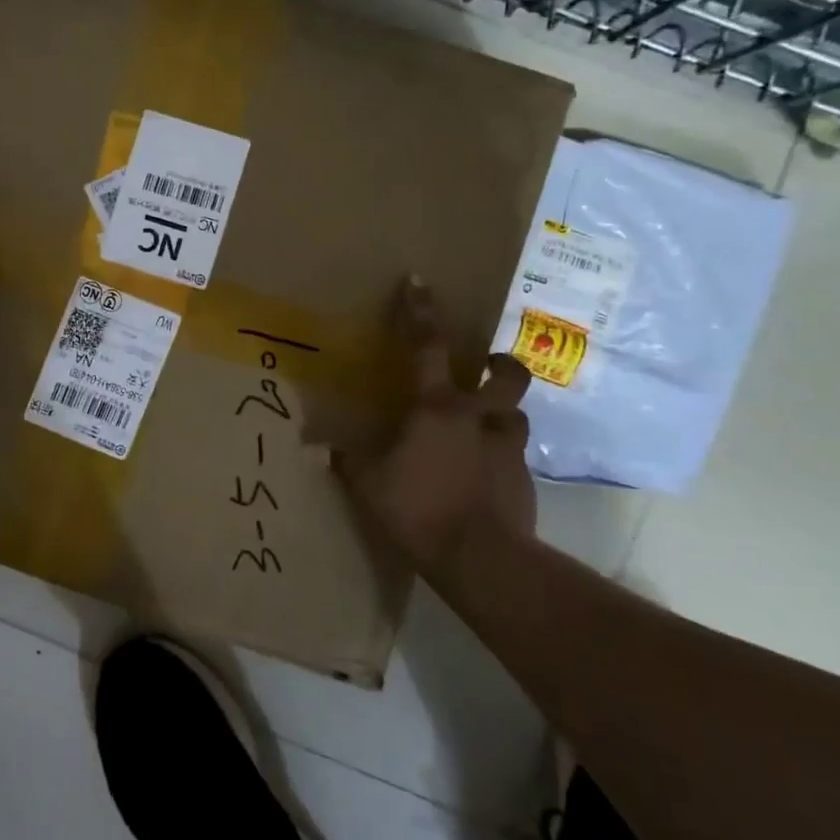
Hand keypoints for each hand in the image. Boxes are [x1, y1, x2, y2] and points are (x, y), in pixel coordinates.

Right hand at [334, 279, 536, 570]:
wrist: (481, 558)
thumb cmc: (420, 508)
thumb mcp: (370, 485)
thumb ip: (346, 461)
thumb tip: (315, 449)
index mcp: (437, 407)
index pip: (428, 346)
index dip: (421, 311)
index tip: (419, 281)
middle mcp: (478, 416)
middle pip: (506, 373)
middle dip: (499, 362)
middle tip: (486, 366)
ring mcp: (507, 447)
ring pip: (517, 413)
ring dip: (502, 412)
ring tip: (484, 426)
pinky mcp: (525, 479)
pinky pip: (515, 455)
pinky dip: (501, 456)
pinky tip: (485, 475)